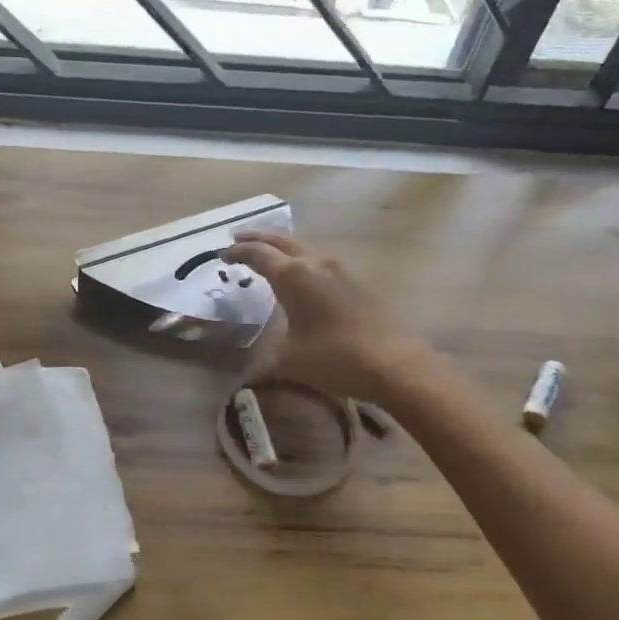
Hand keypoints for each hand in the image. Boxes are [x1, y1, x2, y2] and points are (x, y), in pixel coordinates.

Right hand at [223, 232, 438, 402]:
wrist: (396, 364)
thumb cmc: (335, 358)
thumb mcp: (289, 362)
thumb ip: (262, 365)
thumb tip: (243, 383)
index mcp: (293, 275)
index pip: (258, 254)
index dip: (237, 252)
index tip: (222, 255)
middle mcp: (316, 264)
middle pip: (281, 240)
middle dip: (257, 237)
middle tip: (237, 237)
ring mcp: (341, 270)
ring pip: (304, 246)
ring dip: (282, 245)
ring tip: (269, 252)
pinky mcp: (357, 283)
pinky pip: (320, 259)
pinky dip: (301, 258)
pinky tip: (303, 274)